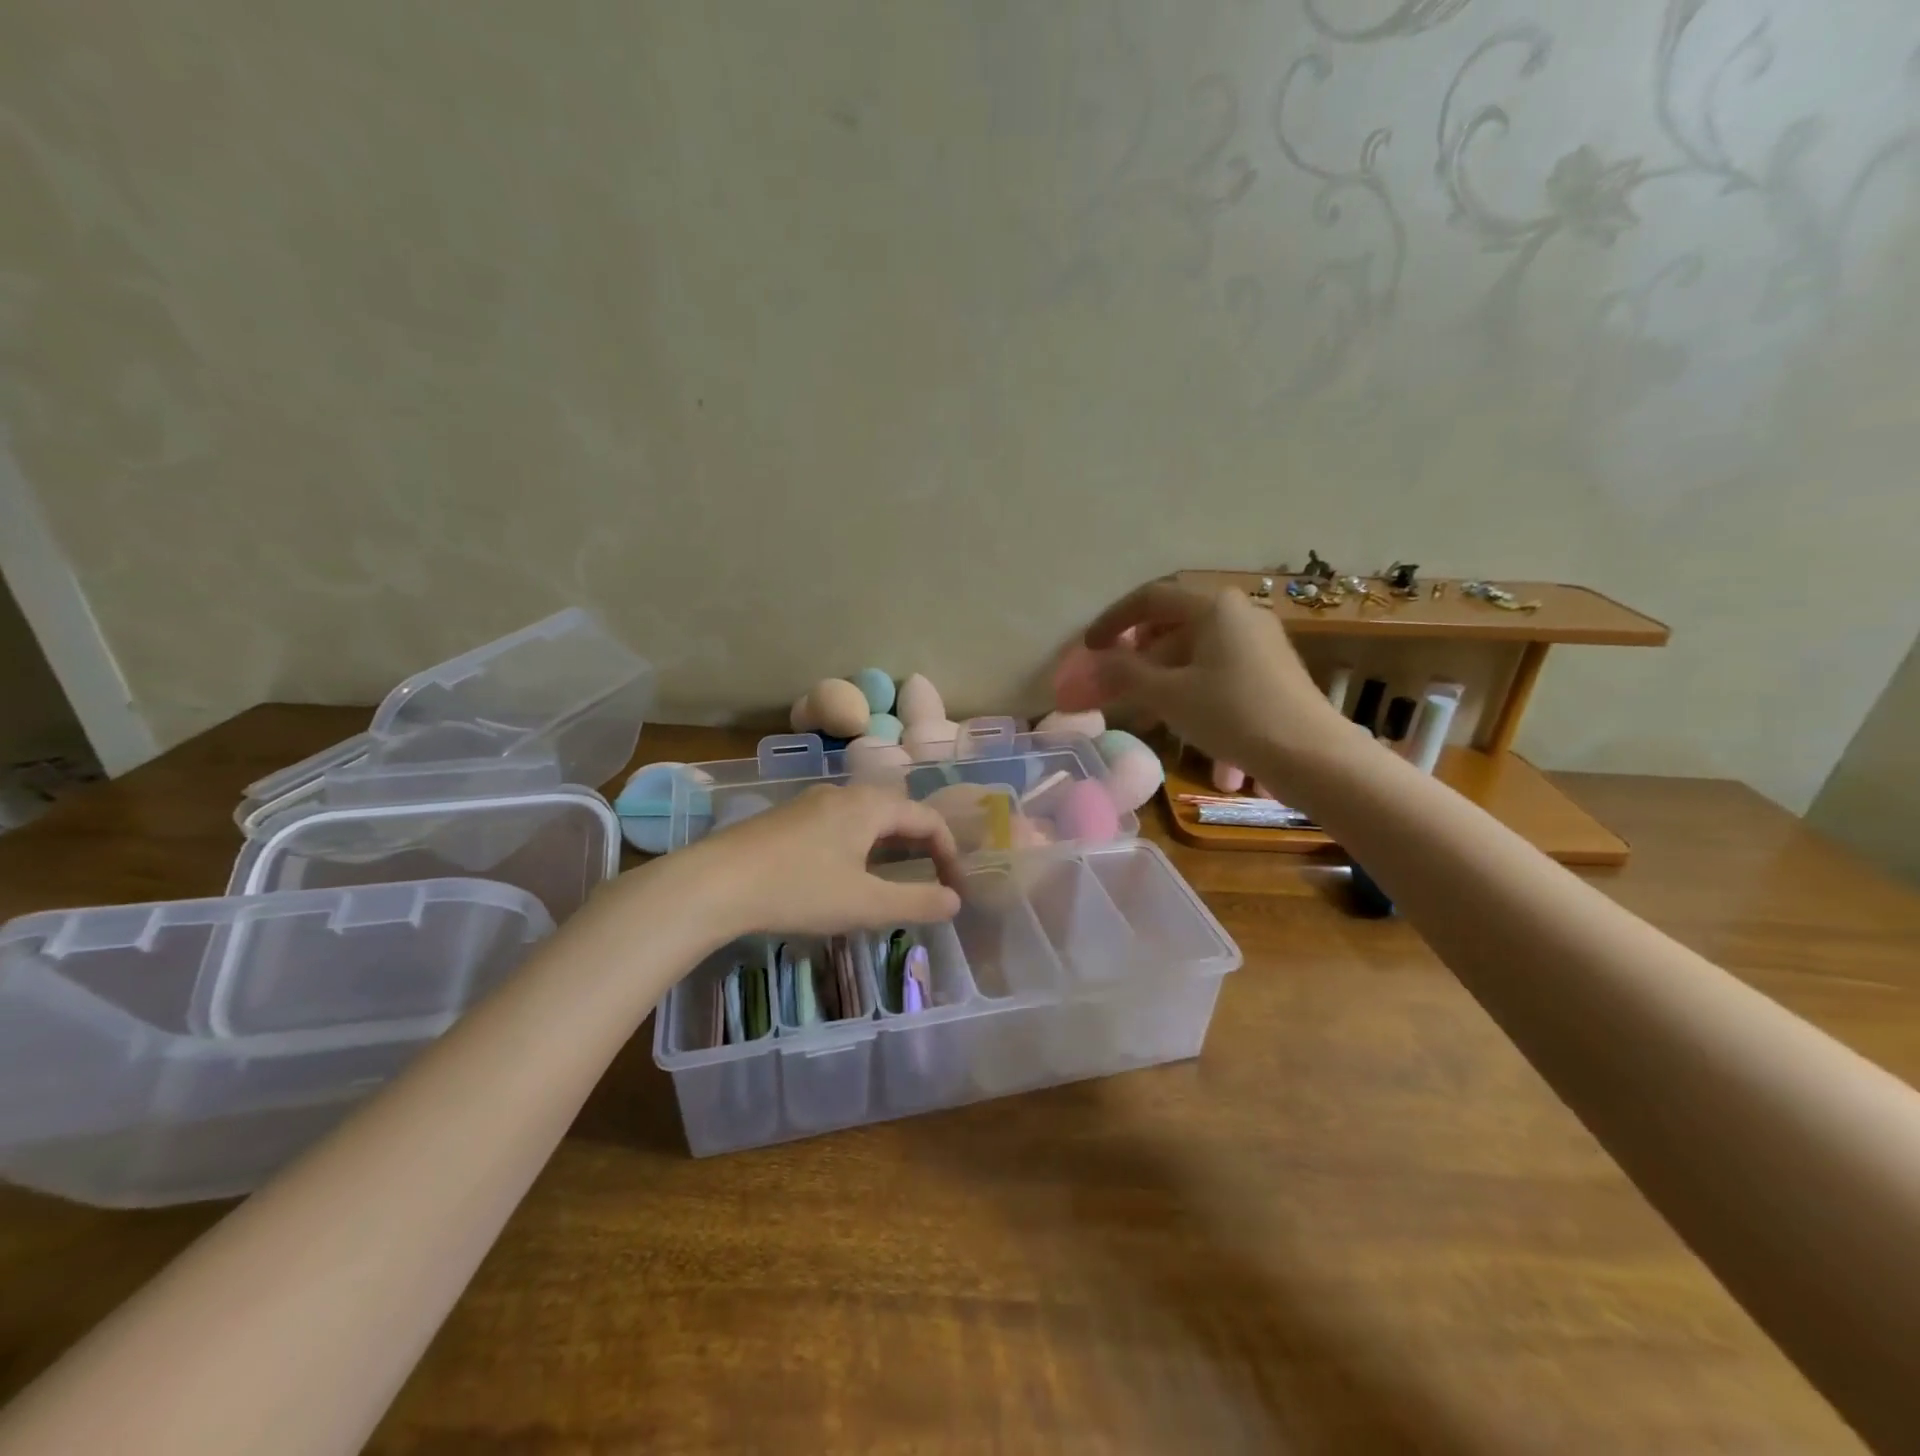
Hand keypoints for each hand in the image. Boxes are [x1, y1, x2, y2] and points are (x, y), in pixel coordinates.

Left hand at [674, 783, 964, 937]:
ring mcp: (812, 803)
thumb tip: (955, 901)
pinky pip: (840, 822)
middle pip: (897, 811)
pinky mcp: (787, 818)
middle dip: (921, 843)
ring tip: (894, 875)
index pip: (927, 818)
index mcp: (870, 806)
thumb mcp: (865, 904)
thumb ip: (916, 902)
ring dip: (889, 842)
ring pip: (866, 816)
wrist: (715, 883)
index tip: (955, 887)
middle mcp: (844, 794)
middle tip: (932, 877)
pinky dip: (860, 843)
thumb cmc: (798, 890)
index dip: (949, 851)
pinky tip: (845, 871)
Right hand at [1085, 582, 1360, 783]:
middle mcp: (1239, 615)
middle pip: (1173, 627)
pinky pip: (1219, 674)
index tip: (1090, 649)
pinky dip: (1194, 696)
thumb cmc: (1233, 713)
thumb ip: (1123, 674)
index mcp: (1213, 607)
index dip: (1113, 621)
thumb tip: (1088, 667)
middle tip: (1116, 684)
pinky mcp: (1271, 672)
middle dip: (1139, 658)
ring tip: (1148, 721)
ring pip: (1196, 655)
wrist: (1312, 755)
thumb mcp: (1169, 695)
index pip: (1150, 598)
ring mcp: (1259, 643)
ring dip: (1165, 684)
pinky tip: (1192, 738)